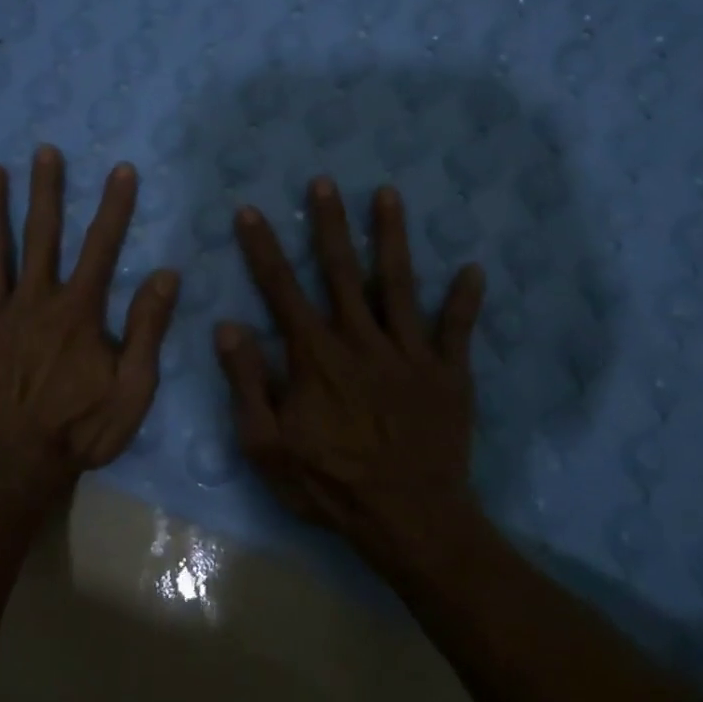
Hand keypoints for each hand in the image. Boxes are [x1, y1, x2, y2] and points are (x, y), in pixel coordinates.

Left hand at [0, 146, 178, 505]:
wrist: (16, 468)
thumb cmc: (80, 430)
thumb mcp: (132, 387)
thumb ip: (147, 328)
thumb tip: (166, 274)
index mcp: (77, 311)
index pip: (101, 248)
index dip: (114, 207)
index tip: (122, 170)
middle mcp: (33, 301)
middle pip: (41, 236)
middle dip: (46, 191)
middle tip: (44, 150)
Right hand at [215, 178, 485, 571]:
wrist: (409, 520)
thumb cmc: (330, 484)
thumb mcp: (267, 445)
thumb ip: (247, 382)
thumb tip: (228, 326)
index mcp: (315, 355)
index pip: (281, 289)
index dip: (262, 248)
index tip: (250, 211)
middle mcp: (361, 339)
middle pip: (341, 270)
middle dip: (329, 224)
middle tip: (324, 181)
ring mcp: (408, 352)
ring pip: (397, 283)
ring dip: (391, 237)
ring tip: (387, 193)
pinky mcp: (447, 372)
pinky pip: (456, 329)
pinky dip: (465, 300)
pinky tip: (474, 269)